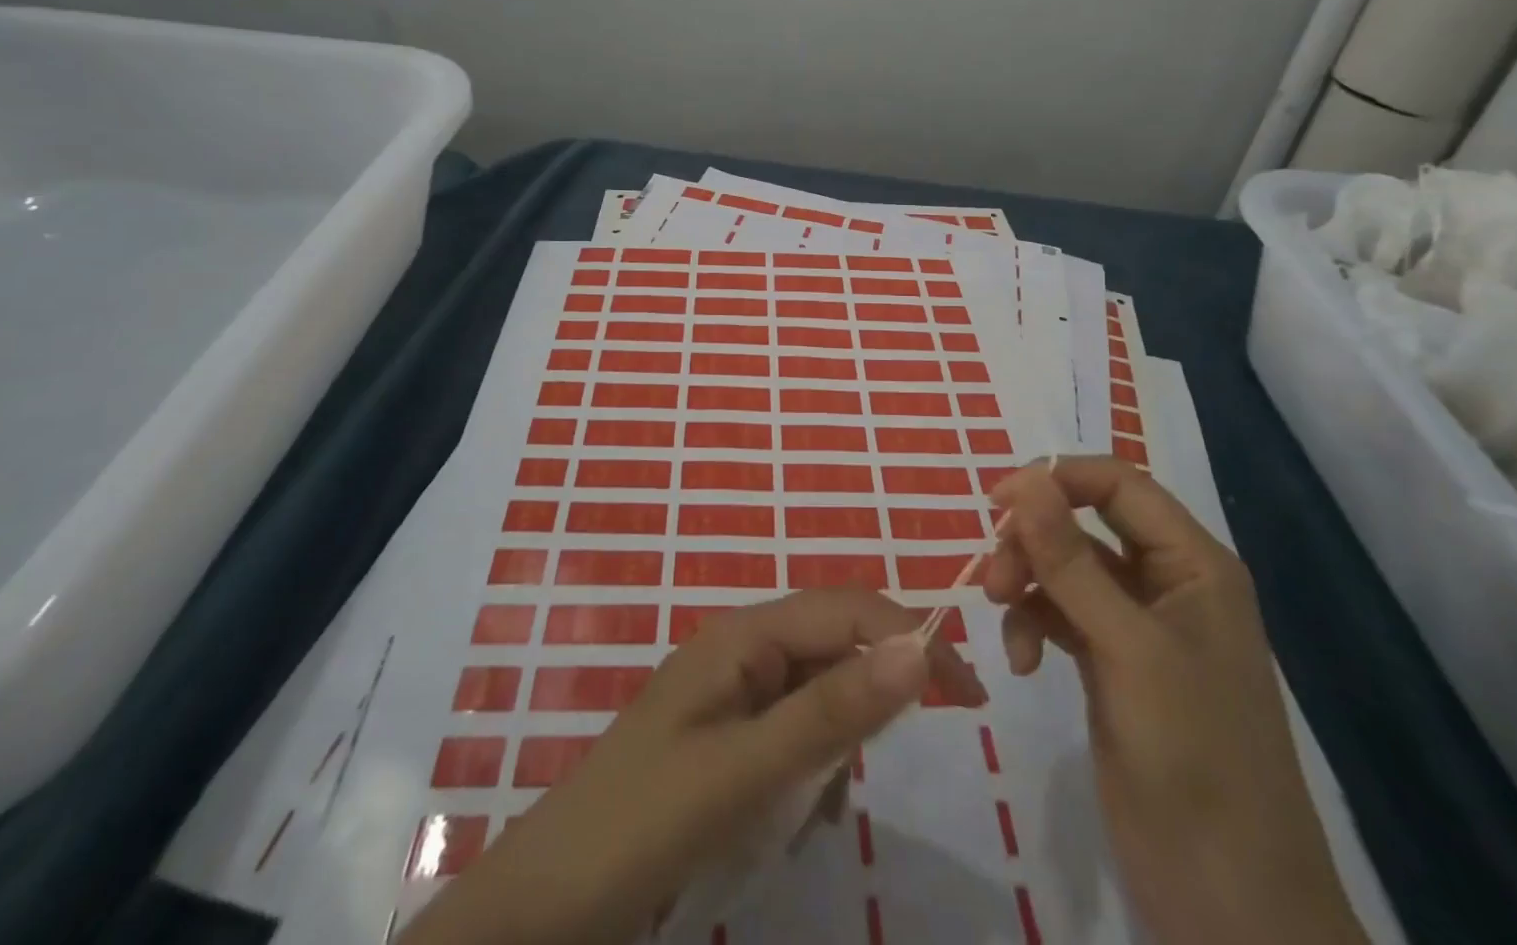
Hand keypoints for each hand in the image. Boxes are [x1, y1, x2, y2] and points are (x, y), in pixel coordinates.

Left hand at [403, 589, 986, 944]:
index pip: (847, 609)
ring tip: (809, 812)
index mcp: (744, 633)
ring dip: (837, 746)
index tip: (969, 691)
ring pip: (821, 694)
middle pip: (836, 645)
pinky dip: (811, 771)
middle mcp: (742, 647)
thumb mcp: (745, 771)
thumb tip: (917, 647)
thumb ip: (831, 711)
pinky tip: (791, 819)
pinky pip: (795, 732)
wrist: (547, 905)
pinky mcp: (727, 735)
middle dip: (874, 695)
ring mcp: (733, 691)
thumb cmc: (642, 825)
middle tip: (883, 764)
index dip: (911, 636)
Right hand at [986, 459, 1364, 944]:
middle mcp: (1167, 582)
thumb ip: (1070, 560)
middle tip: (992, 578)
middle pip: (1085, 522)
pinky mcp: (1114, 665)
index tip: (997, 501)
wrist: (1232, 906)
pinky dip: (1034, 624)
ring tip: (1001, 616)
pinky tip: (1022, 663)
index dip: (1057, 479)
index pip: (1118, 484)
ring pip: (1066, 567)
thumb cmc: (1194, 760)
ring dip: (1027, 582)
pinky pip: (1061, 614)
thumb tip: (1025, 478)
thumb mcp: (1127, 650)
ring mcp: (1139, 626)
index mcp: (1193, 564)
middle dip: (1033, 540)